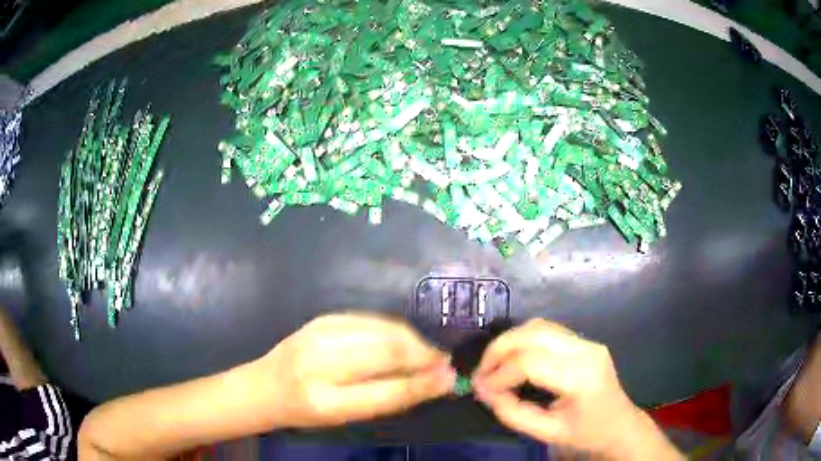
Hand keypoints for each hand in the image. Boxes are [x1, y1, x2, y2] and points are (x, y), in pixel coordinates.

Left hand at [253, 312, 455, 427]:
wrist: (265, 385)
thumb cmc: (306, 411)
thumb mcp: (344, 417)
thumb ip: (386, 399)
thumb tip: (433, 383)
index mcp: (326, 400)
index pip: (388, 391)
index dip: (424, 384)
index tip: (451, 378)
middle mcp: (322, 362)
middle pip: (388, 352)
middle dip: (424, 355)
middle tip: (445, 361)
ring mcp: (322, 333)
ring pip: (384, 330)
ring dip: (414, 340)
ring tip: (429, 351)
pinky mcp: (325, 317)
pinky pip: (372, 320)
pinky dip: (395, 330)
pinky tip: (405, 339)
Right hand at [472, 319, 681, 459]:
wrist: (620, 425)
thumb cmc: (587, 434)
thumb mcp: (547, 432)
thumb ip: (513, 413)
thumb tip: (484, 391)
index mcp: (581, 377)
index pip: (531, 363)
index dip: (499, 374)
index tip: (480, 389)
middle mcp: (586, 350)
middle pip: (534, 333)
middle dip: (499, 349)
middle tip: (481, 372)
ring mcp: (587, 342)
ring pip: (539, 326)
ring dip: (510, 342)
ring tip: (493, 365)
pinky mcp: (584, 341)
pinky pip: (547, 331)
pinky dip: (523, 341)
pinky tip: (514, 359)